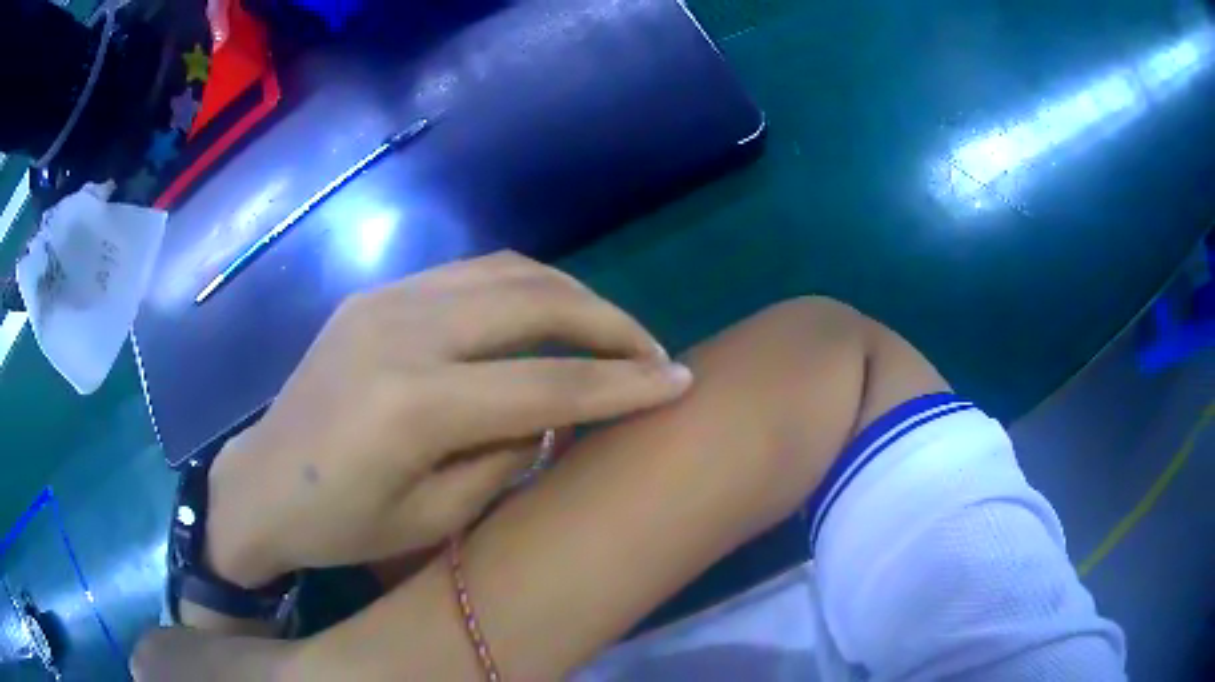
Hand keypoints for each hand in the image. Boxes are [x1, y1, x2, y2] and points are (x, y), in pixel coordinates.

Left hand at [204, 252, 692, 587]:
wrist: (262, 484)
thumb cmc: (342, 524)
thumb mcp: (434, 518)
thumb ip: (504, 455)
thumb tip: (553, 409)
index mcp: (415, 405)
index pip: (548, 383)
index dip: (624, 383)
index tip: (680, 380)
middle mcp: (404, 331)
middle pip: (535, 302)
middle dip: (609, 323)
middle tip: (651, 351)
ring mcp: (386, 299)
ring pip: (506, 271)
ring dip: (570, 296)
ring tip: (606, 330)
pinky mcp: (377, 293)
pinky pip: (468, 274)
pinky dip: (521, 289)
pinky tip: (540, 317)